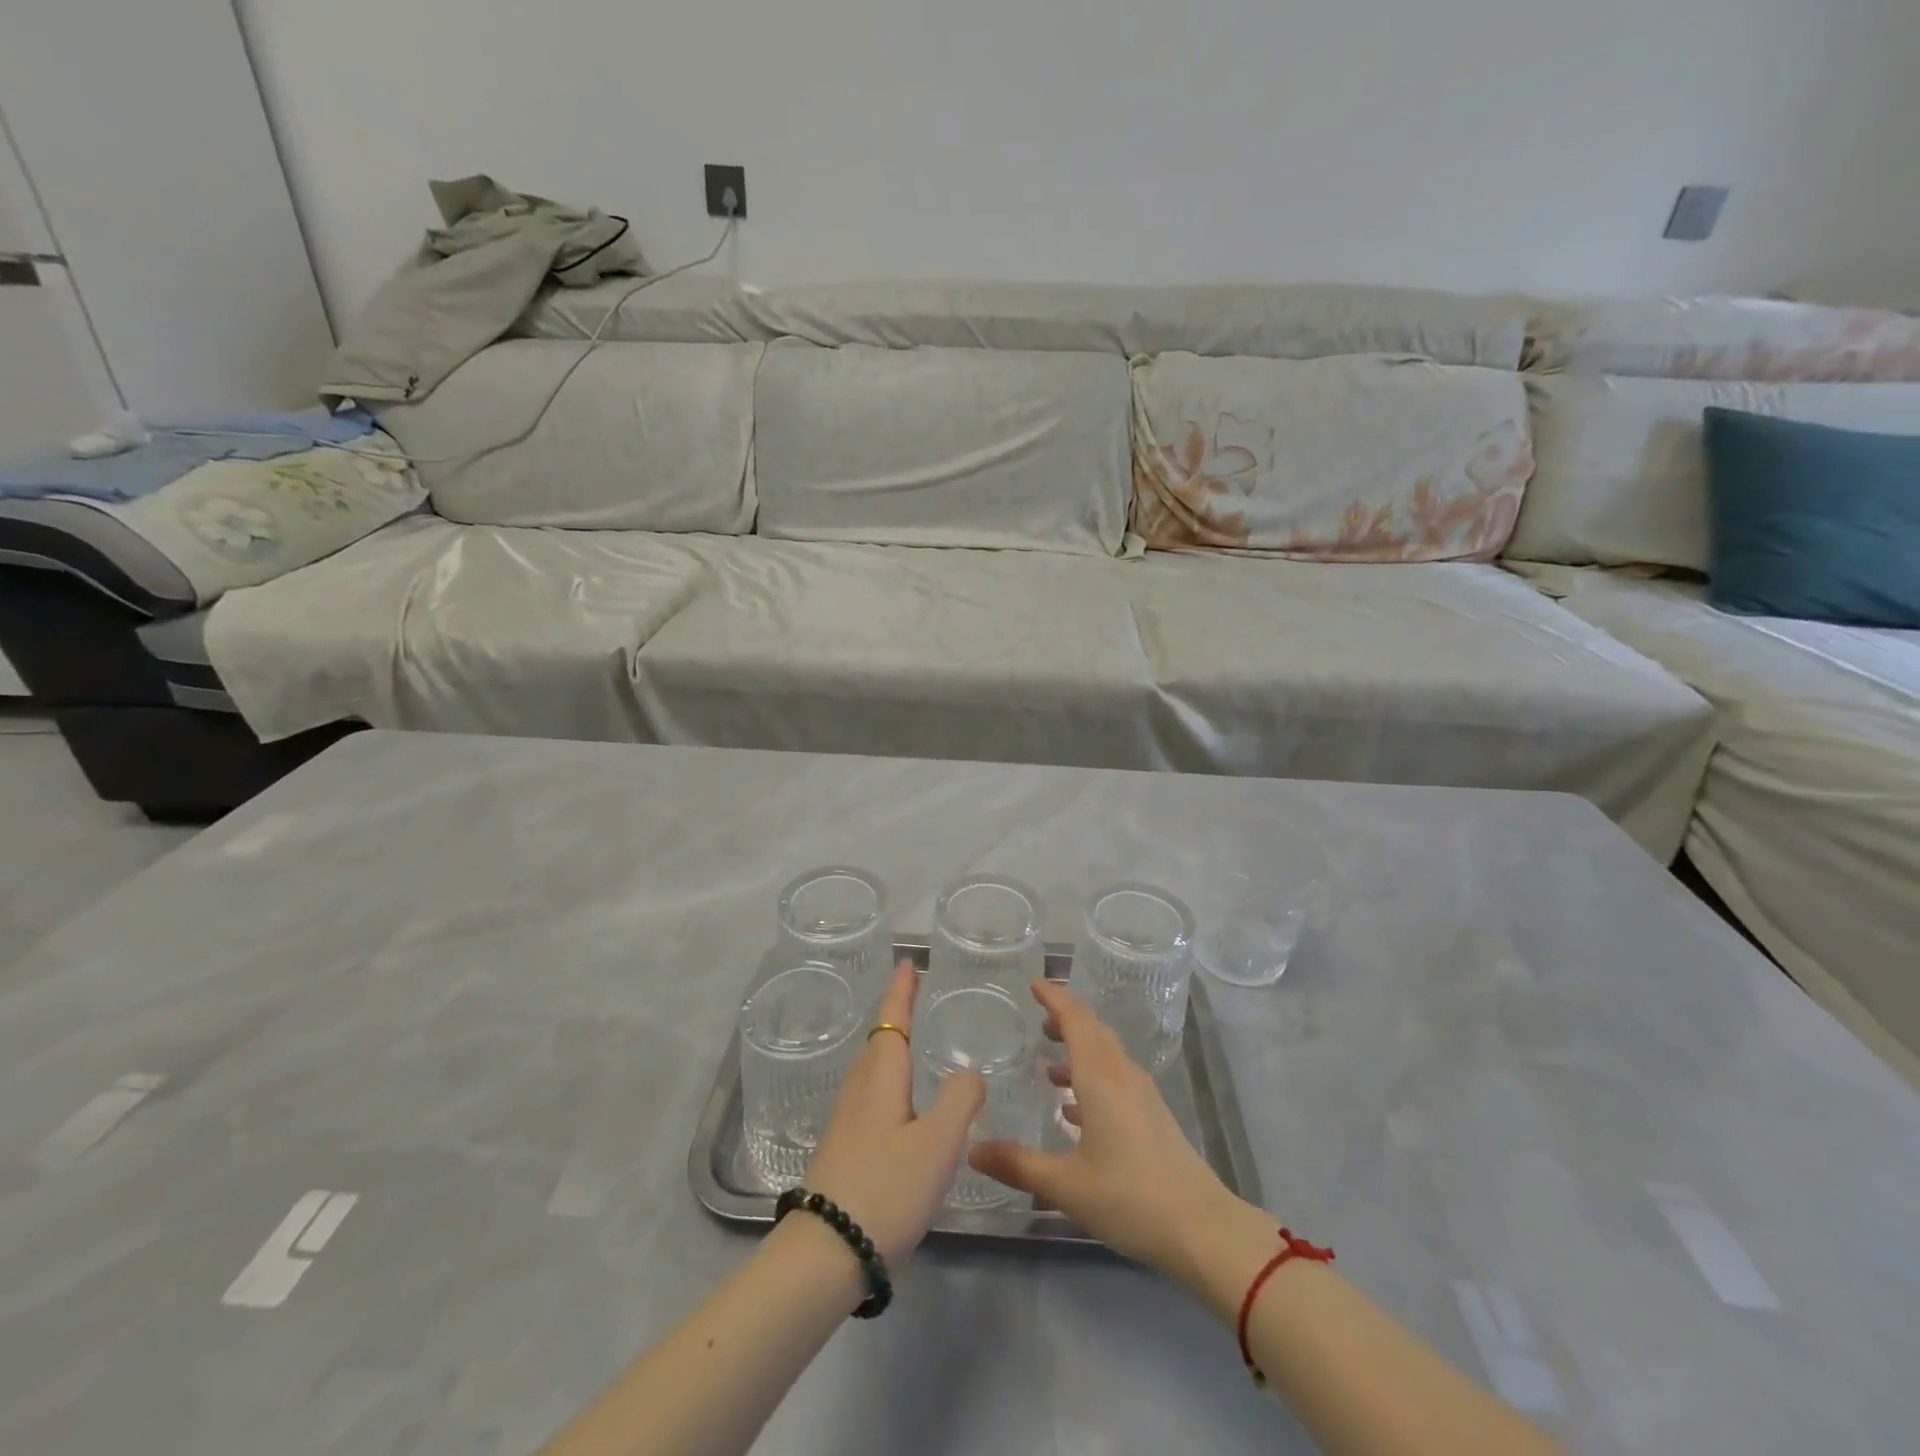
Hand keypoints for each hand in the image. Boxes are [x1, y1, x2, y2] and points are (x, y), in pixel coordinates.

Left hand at [802, 960, 985, 1269]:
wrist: (827, 1252)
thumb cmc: (886, 1187)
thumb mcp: (938, 1143)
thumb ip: (961, 1099)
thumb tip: (970, 1071)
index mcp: (881, 1077)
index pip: (892, 1020)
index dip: (902, 991)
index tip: (909, 962)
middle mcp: (860, 1088)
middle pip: (879, 1039)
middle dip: (896, 1013)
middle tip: (915, 992)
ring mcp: (847, 1119)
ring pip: (873, 1067)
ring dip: (891, 1044)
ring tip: (911, 1038)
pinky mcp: (844, 1146)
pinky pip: (871, 1092)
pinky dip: (889, 1076)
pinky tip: (900, 1099)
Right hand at [969, 978, 1235, 1281]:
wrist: (1201, 1228)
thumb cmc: (1129, 1198)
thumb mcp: (1066, 1185)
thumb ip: (1018, 1164)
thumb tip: (972, 1150)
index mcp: (1100, 1078)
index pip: (1075, 1020)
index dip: (1054, 998)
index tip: (1034, 983)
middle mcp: (1122, 1076)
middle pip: (1094, 1031)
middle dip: (1066, 1020)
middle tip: (1039, 1021)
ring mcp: (1142, 1096)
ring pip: (1107, 1055)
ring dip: (1079, 1051)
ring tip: (1049, 1067)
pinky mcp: (1153, 1117)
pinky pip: (1117, 1079)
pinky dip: (1093, 1079)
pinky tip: (1076, 1111)